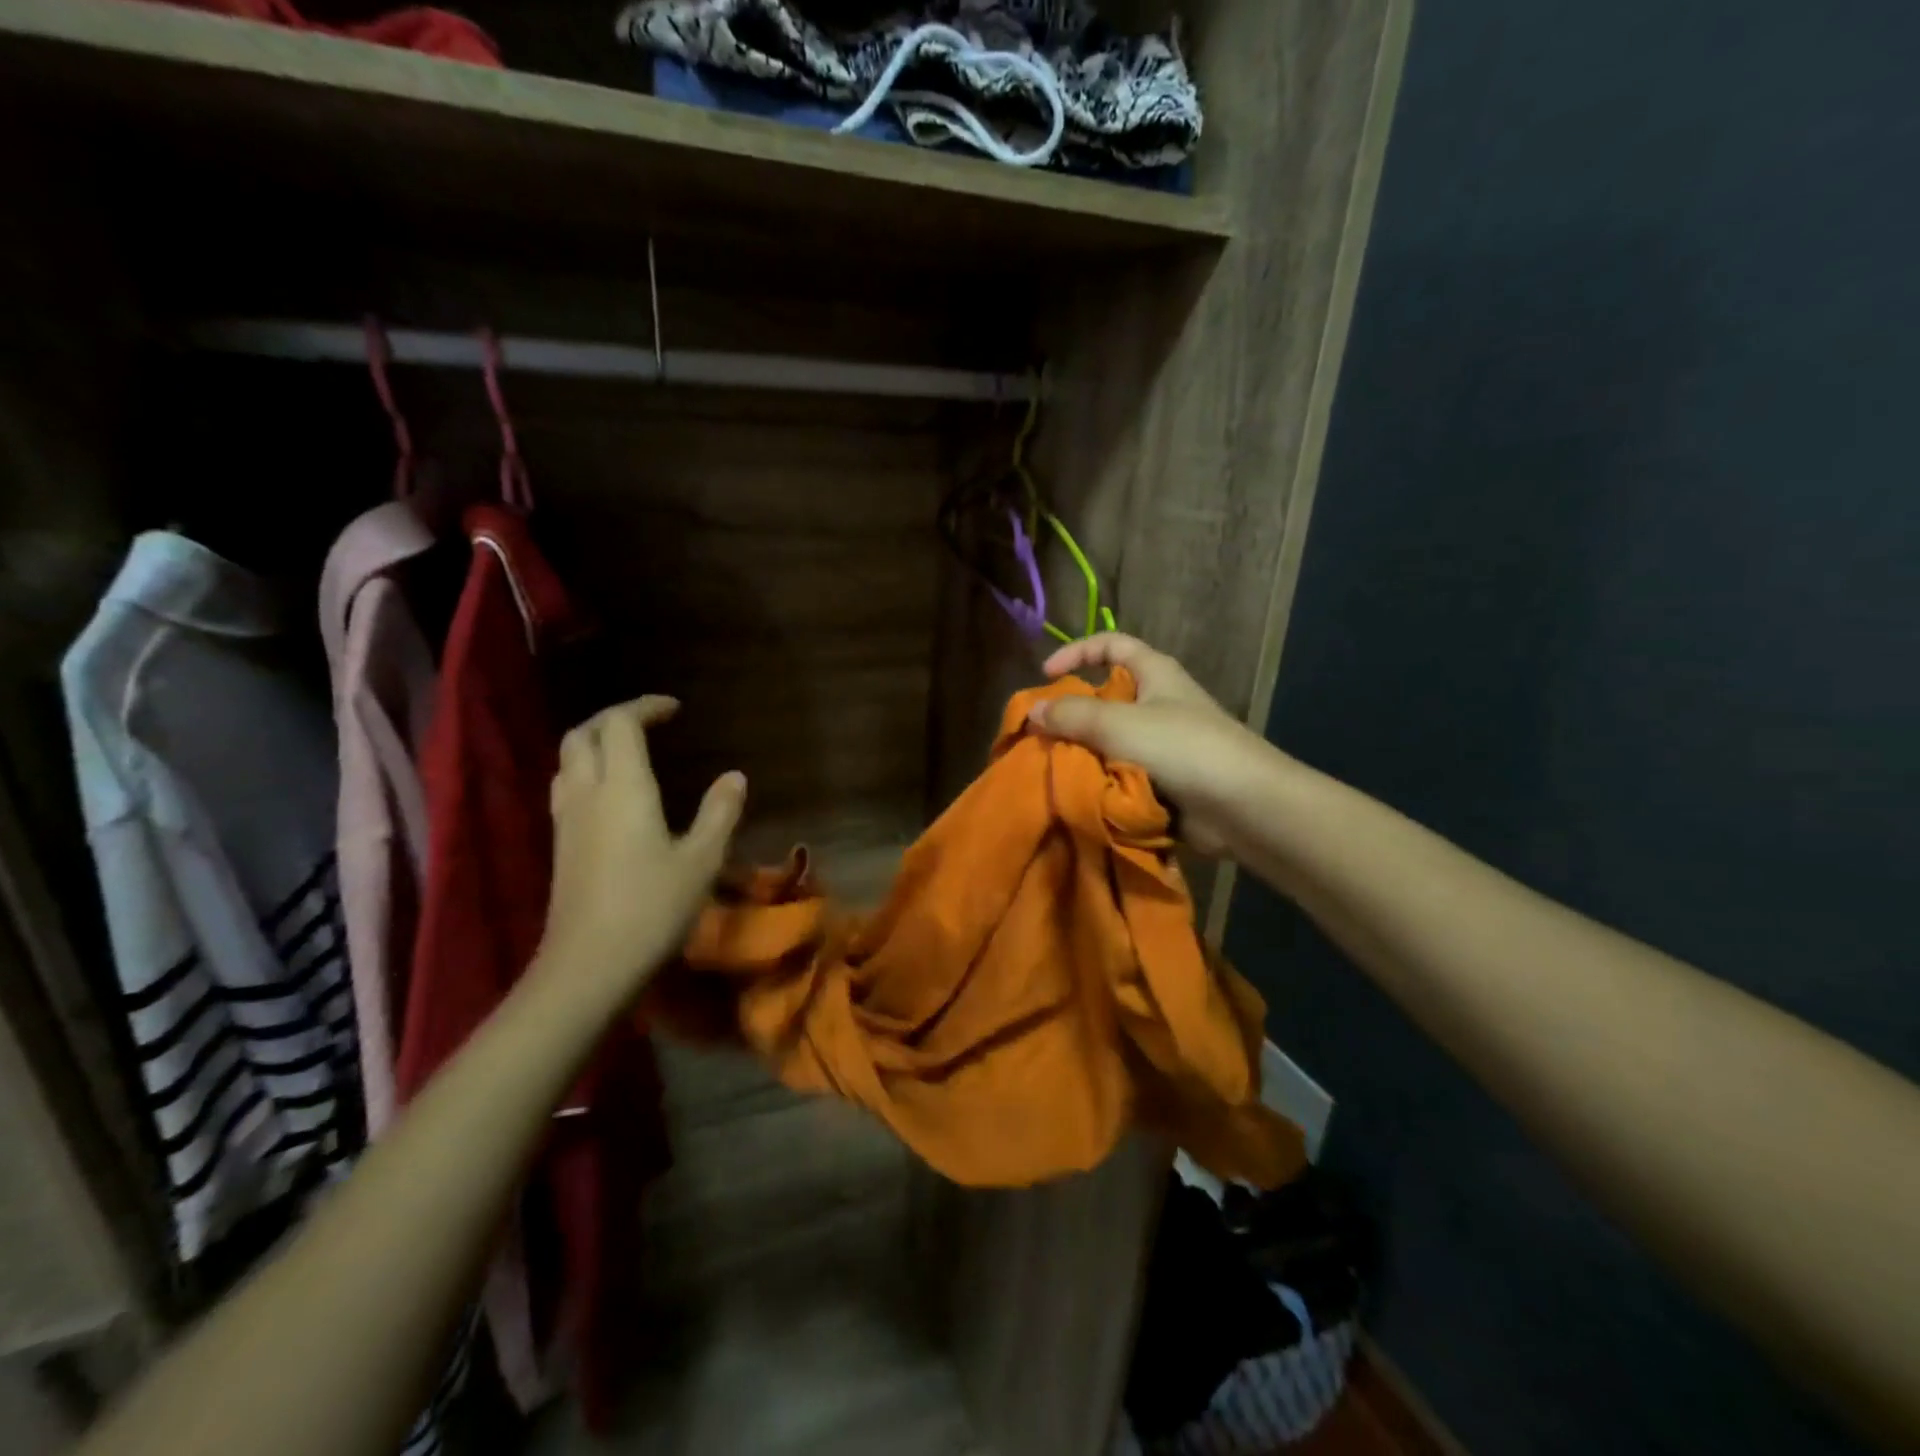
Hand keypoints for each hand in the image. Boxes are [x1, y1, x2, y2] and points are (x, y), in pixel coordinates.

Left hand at [534, 696, 744, 1005]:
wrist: (588, 966)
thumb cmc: (652, 908)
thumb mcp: (702, 860)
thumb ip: (720, 812)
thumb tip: (735, 776)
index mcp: (623, 788)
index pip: (620, 724)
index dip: (645, 707)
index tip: (675, 709)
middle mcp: (587, 793)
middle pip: (582, 734)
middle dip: (613, 718)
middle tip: (648, 723)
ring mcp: (566, 820)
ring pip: (567, 761)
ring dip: (594, 743)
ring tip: (628, 752)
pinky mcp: (560, 846)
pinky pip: (566, 788)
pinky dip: (586, 771)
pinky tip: (611, 795)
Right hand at [1029, 634, 1281, 857]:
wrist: (1241, 806)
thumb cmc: (1182, 747)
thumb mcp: (1119, 723)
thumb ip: (1072, 715)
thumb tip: (1032, 712)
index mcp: (1155, 674)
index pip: (1111, 644)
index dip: (1077, 652)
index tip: (1046, 675)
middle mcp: (1158, 704)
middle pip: (1105, 699)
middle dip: (1072, 716)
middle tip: (1041, 736)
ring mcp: (1162, 745)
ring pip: (1109, 742)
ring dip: (1083, 755)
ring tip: (1053, 770)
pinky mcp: (1163, 781)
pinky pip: (1121, 775)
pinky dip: (1101, 782)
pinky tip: (1079, 794)